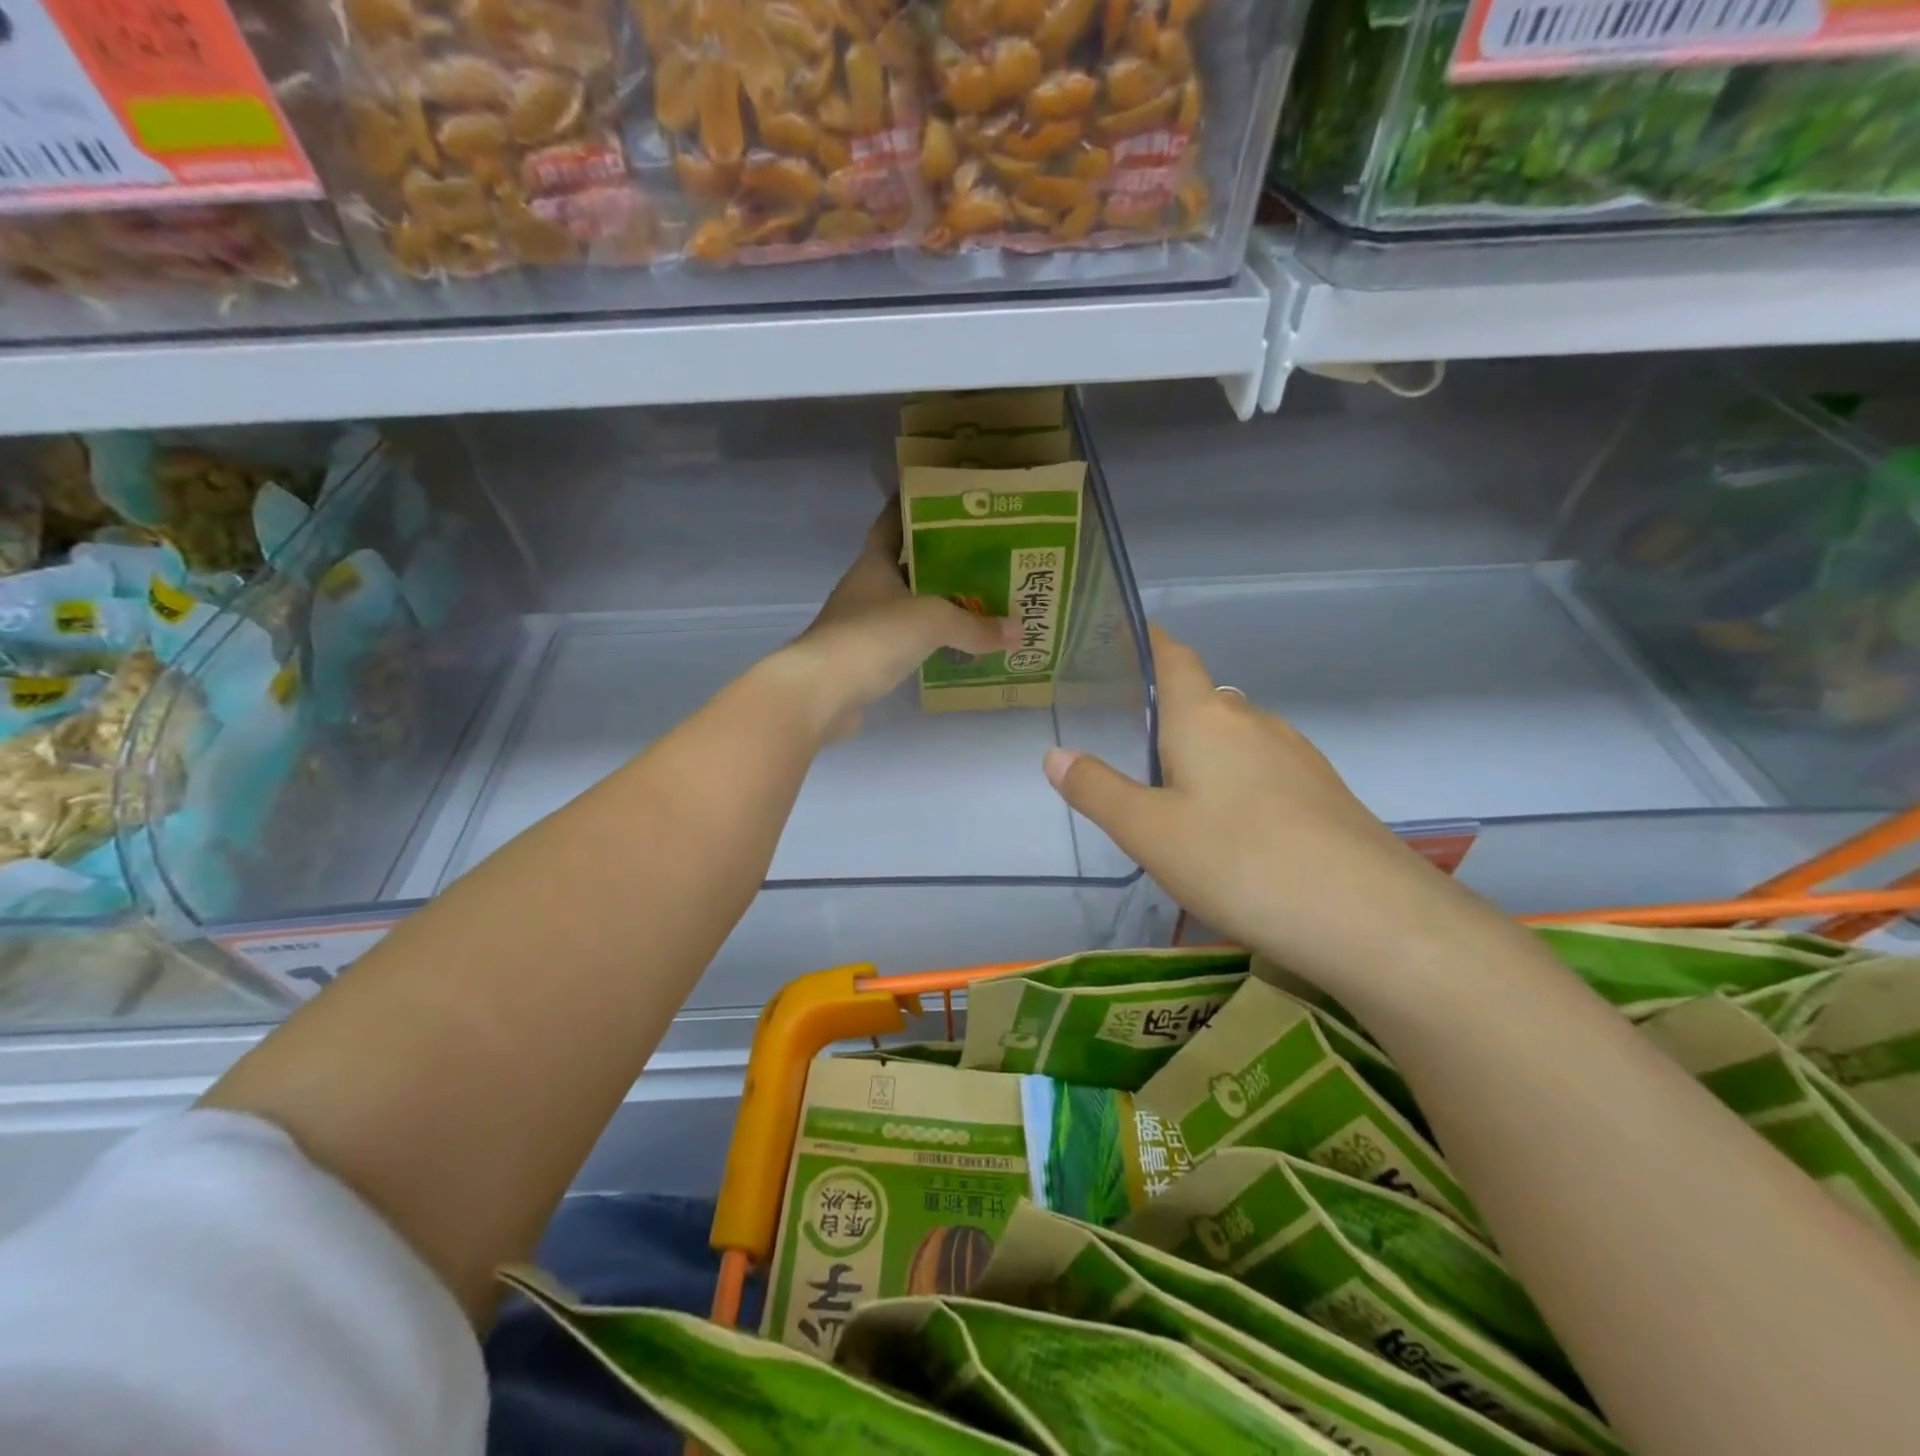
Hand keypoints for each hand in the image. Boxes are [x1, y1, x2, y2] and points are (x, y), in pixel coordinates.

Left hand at [772, 500, 1011, 738]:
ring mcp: (861, 627)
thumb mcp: (932, 622)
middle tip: (980, 555)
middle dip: (938, 561)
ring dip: (934, 605)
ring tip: (977, 601)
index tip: (938, 498)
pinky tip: (953, 646)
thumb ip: (975, 626)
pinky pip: (903, 643)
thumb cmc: (873, 636)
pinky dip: (926, 642)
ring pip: (905, 607)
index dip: (910, 508)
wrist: (821, 692)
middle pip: (904, 567)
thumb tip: (1019, 631)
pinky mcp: (864, 661)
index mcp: (873, 564)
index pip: (890, 525)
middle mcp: (865, 590)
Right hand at [1043, 625, 1489, 986]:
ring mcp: (1296, 755)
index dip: (1149, 641)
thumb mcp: (1149, 832)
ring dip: (1204, 752)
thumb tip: (1055, 754)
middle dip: (1167, 712)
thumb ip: (1097, 790)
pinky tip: (1229, 827)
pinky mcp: (1323, 792)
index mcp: (1205, 717)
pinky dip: (1236, 780)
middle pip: (1203, 699)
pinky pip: (1264, 769)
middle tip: (1128, 744)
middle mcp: (1253, 721)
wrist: (1369, 917)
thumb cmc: (1240, 861)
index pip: (1173, 657)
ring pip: (1236, 738)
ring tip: (1173, 791)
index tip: (1124, 636)